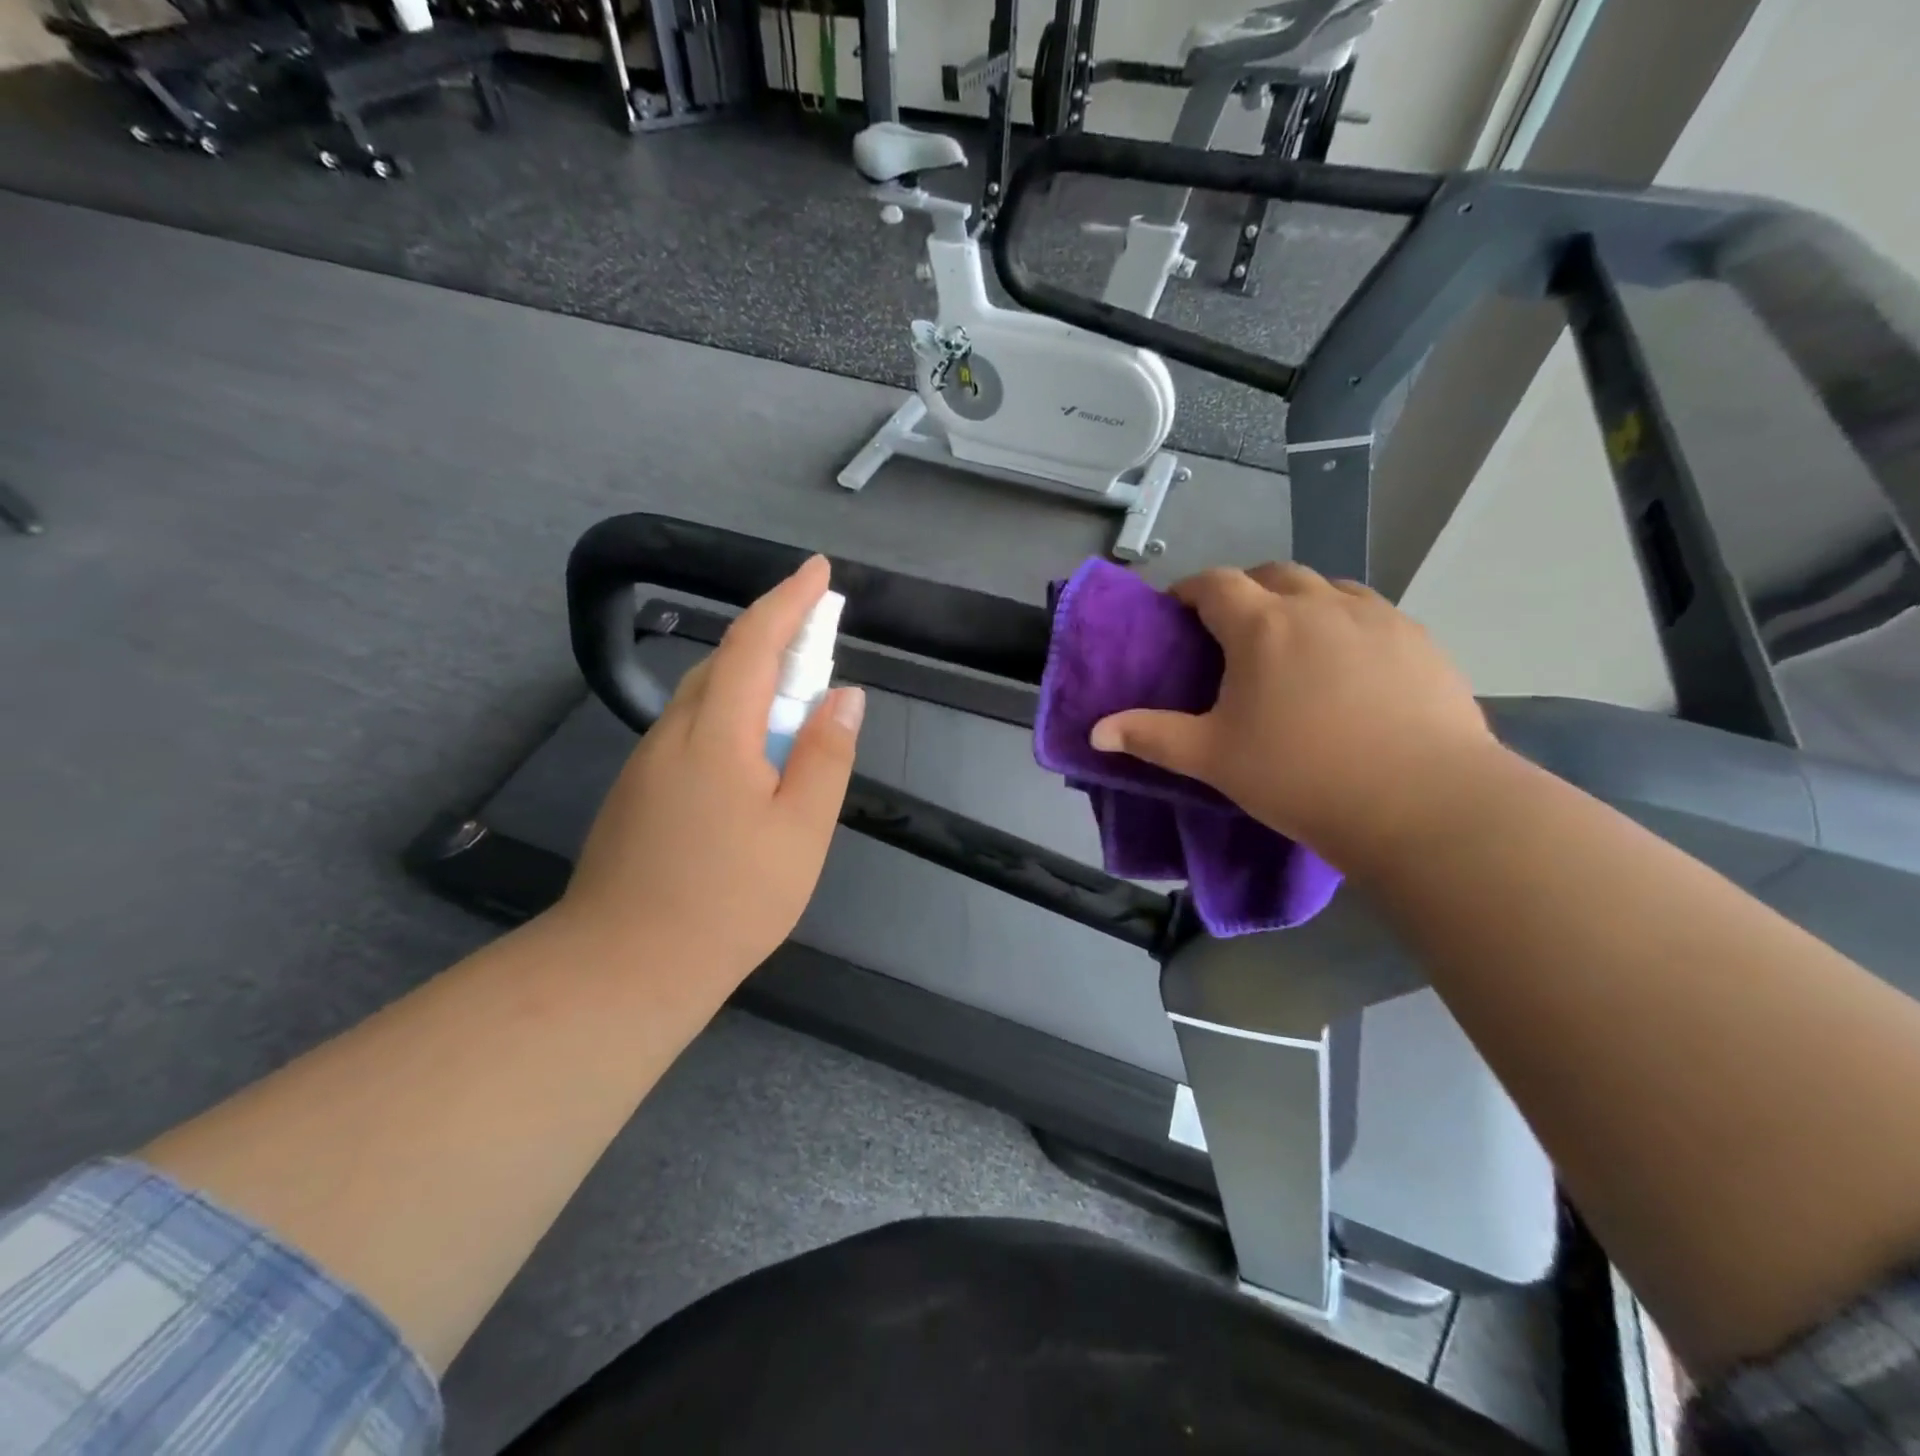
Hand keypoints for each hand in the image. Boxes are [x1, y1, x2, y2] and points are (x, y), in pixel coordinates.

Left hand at [560, 555, 865, 980]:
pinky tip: (753, 755)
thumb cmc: (730, 900)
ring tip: (797, 699)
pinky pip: (693, 729)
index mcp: (717, 733)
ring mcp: (649, 762)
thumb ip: (826, 755)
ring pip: (707, 696)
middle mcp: (675, 732)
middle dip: (775, 634)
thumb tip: (845, 693)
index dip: (789, 600)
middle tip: (821, 637)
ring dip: (754, 677)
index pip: (754, 641)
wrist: (624, 967)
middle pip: (727, 661)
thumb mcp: (801, 830)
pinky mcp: (639, 791)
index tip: (819, 571)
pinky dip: (732, 714)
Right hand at [1089, 563, 1497, 871]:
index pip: (1215, 584)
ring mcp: (1377, 617)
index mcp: (1263, 625)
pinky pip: (1370, 613)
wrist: (1422, 802)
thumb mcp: (1213, 758)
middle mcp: (1319, 604)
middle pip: (1272, 573)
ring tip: (1292, 642)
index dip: (1189, 590)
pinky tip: (1349, 665)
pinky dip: (1345, 622)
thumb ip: (1150, 736)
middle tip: (1232, 630)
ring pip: (1327, 587)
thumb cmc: (1301, 774)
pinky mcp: (1420, 640)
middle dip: (1245, 590)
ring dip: (1299, 600)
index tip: (1177, 610)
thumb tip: (1095, 731)